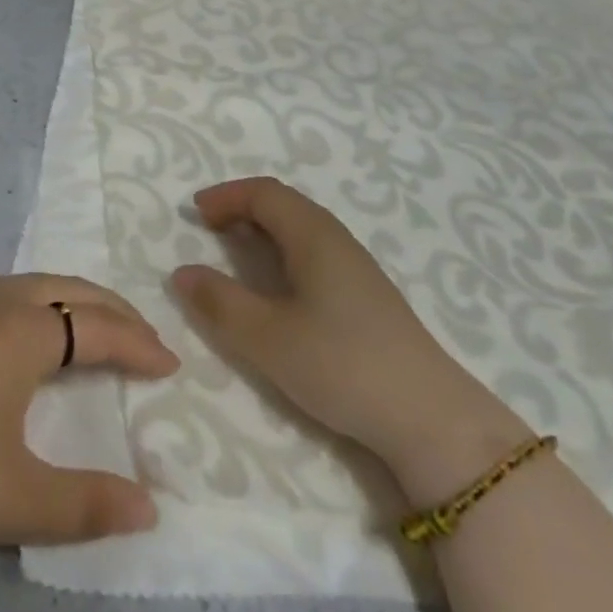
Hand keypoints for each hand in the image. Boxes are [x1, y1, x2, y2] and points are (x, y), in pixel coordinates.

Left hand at [0, 274, 178, 567]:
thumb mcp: (14, 498)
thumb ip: (87, 503)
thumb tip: (151, 509)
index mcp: (21, 330)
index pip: (98, 326)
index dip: (138, 344)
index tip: (170, 365)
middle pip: (69, 289)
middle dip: (114, 310)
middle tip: (144, 339)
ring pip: (33, 283)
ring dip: (73, 300)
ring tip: (96, 330)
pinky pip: (2, 291)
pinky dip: (37, 303)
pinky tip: (28, 332)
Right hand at [169, 177, 530, 505]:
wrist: (430, 418)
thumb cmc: (342, 365)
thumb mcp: (267, 338)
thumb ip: (220, 303)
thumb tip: (181, 272)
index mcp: (314, 235)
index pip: (265, 193)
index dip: (227, 196)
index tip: (194, 212)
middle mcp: (337, 239)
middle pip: (285, 204)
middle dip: (242, 208)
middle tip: (209, 229)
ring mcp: (357, 267)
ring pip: (302, 229)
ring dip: (264, 230)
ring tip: (236, 253)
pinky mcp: (367, 296)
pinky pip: (315, 252)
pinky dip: (284, 252)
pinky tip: (279, 288)